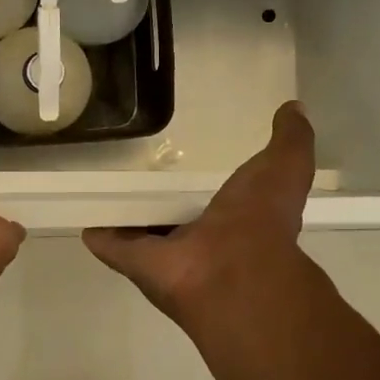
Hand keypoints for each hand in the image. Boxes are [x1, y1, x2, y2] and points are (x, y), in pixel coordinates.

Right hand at [83, 101, 314, 322]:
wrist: (232, 272)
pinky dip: (98, 231)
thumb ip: (292, 140)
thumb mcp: (285, 169)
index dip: (205, 187)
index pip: (217, 199)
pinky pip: (111, 243)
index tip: (186, 165)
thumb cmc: (259, 220)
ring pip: (142, 230)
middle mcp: (201, 239)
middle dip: (160, 201)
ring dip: (127, 214)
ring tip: (103, 187)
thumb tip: (295, 107)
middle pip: (175, 216)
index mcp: (235, 219)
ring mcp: (166, 254)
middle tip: (137, 173)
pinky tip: (83, 215)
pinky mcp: (134, 262)